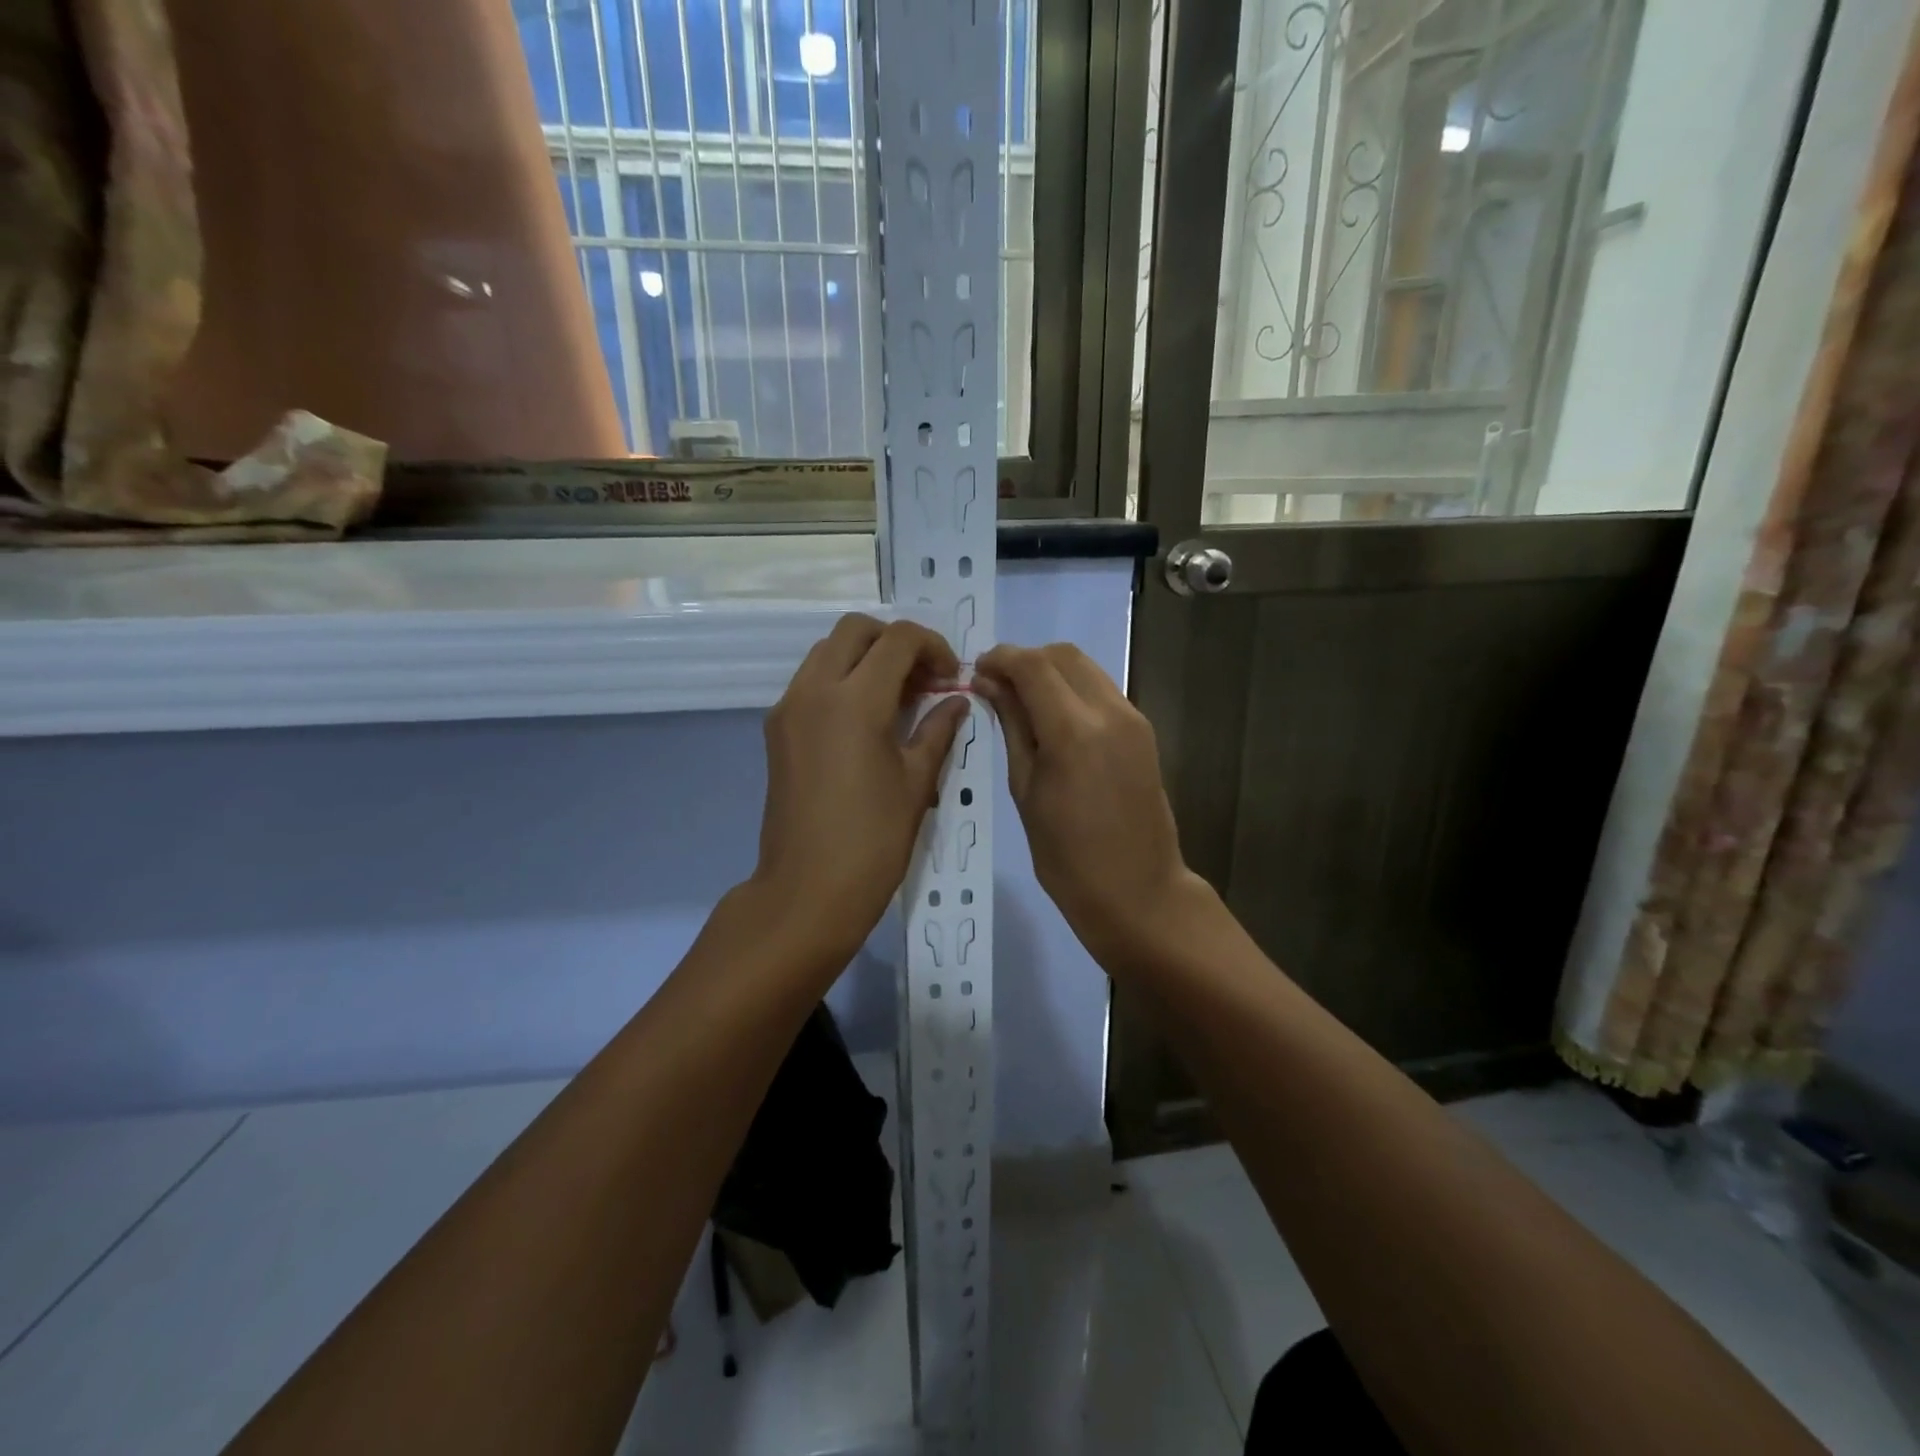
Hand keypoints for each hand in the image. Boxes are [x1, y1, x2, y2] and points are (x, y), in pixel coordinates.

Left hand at [751, 614, 969, 968]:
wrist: (807, 891)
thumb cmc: (873, 841)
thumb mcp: (916, 782)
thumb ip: (938, 730)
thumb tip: (957, 700)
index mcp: (855, 700)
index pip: (898, 639)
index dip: (933, 646)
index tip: (952, 677)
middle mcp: (814, 690)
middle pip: (855, 630)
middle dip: (896, 642)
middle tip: (924, 679)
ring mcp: (788, 708)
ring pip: (828, 651)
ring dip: (866, 658)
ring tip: (899, 698)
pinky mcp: (776, 729)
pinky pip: (811, 681)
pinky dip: (842, 680)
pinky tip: (867, 719)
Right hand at [974, 643, 1208, 971]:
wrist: (1138, 892)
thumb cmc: (1068, 857)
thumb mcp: (1025, 791)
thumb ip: (1012, 728)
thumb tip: (990, 684)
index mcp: (1073, 731)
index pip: (1032, 666)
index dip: (1000, 659)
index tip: (976, 670)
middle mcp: (1109, 712)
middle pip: (1063, 655)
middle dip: (1025, 659)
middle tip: (996, 686)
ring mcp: (1133, 719)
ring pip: (1086, 668)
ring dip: (1050, 671)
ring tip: (1021, 701)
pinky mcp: (1143, 731)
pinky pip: (1102, 690)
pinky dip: (1073, 689)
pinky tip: (1053, 718)